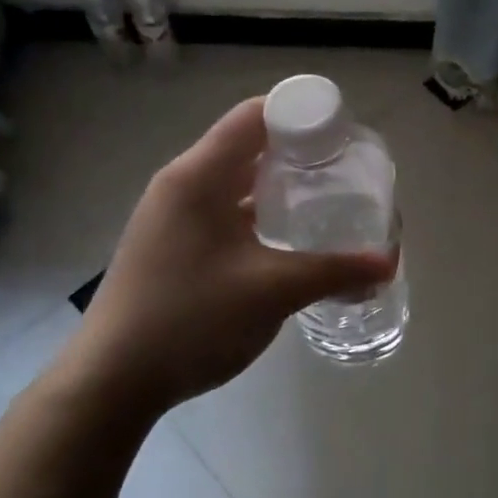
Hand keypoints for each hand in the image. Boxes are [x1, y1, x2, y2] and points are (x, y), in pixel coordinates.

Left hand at [62, 97, 396, 416]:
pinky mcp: (170, 242)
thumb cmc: (190, 319)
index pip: (255, 115)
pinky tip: (285, 235)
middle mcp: (181, 183)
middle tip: (344, 166)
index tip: (343, 133)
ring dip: (276, 182)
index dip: (302, 114)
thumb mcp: (272, 292)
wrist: (110, 383)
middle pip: (247, 143)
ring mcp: (171, 214)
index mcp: (199, 176)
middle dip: (297, 149)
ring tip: (323, 196)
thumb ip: (334, 272)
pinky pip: (221, 207)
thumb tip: (388, 264)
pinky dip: (256, 209)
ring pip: (234, 178)